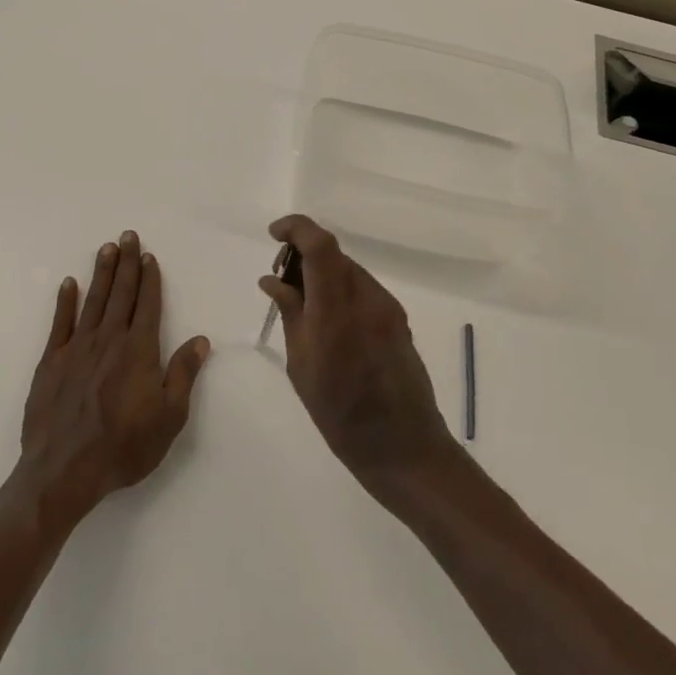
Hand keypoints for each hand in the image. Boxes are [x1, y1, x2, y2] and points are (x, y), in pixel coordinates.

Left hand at [12, 231, 210, 536]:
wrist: (64, 470)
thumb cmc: (124, 446)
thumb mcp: (169, 416)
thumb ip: (183, 374)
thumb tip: (201, 339)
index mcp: (139, 350)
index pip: (148, 305)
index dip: (150, 279)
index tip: (150, 256)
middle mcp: (109, 340)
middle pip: (121, 294)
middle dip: (126, 263)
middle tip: (128, 235)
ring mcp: (77, 348)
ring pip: (93, 301)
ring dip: (101, 273)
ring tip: (106, 248)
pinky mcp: (51, 362)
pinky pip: (60, 323)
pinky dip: (65, 301)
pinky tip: (69, 284)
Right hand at [260, 214, 455, 493]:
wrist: (403, 446)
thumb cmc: (340, 414)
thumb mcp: (302, 366)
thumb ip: (290, 315)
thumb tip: (272, 279)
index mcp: (337, 311)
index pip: (320, 246)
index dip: (296, 228)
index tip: (274, 235)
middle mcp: (367, 299)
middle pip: (334, 255)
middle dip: (304, 255)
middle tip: (281, 281)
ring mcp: (387, 308)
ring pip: (349, 271)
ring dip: (322, 274)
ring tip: (302, 305)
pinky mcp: (398, 320)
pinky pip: (363, 290)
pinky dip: (340, 291)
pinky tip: (328, 321)